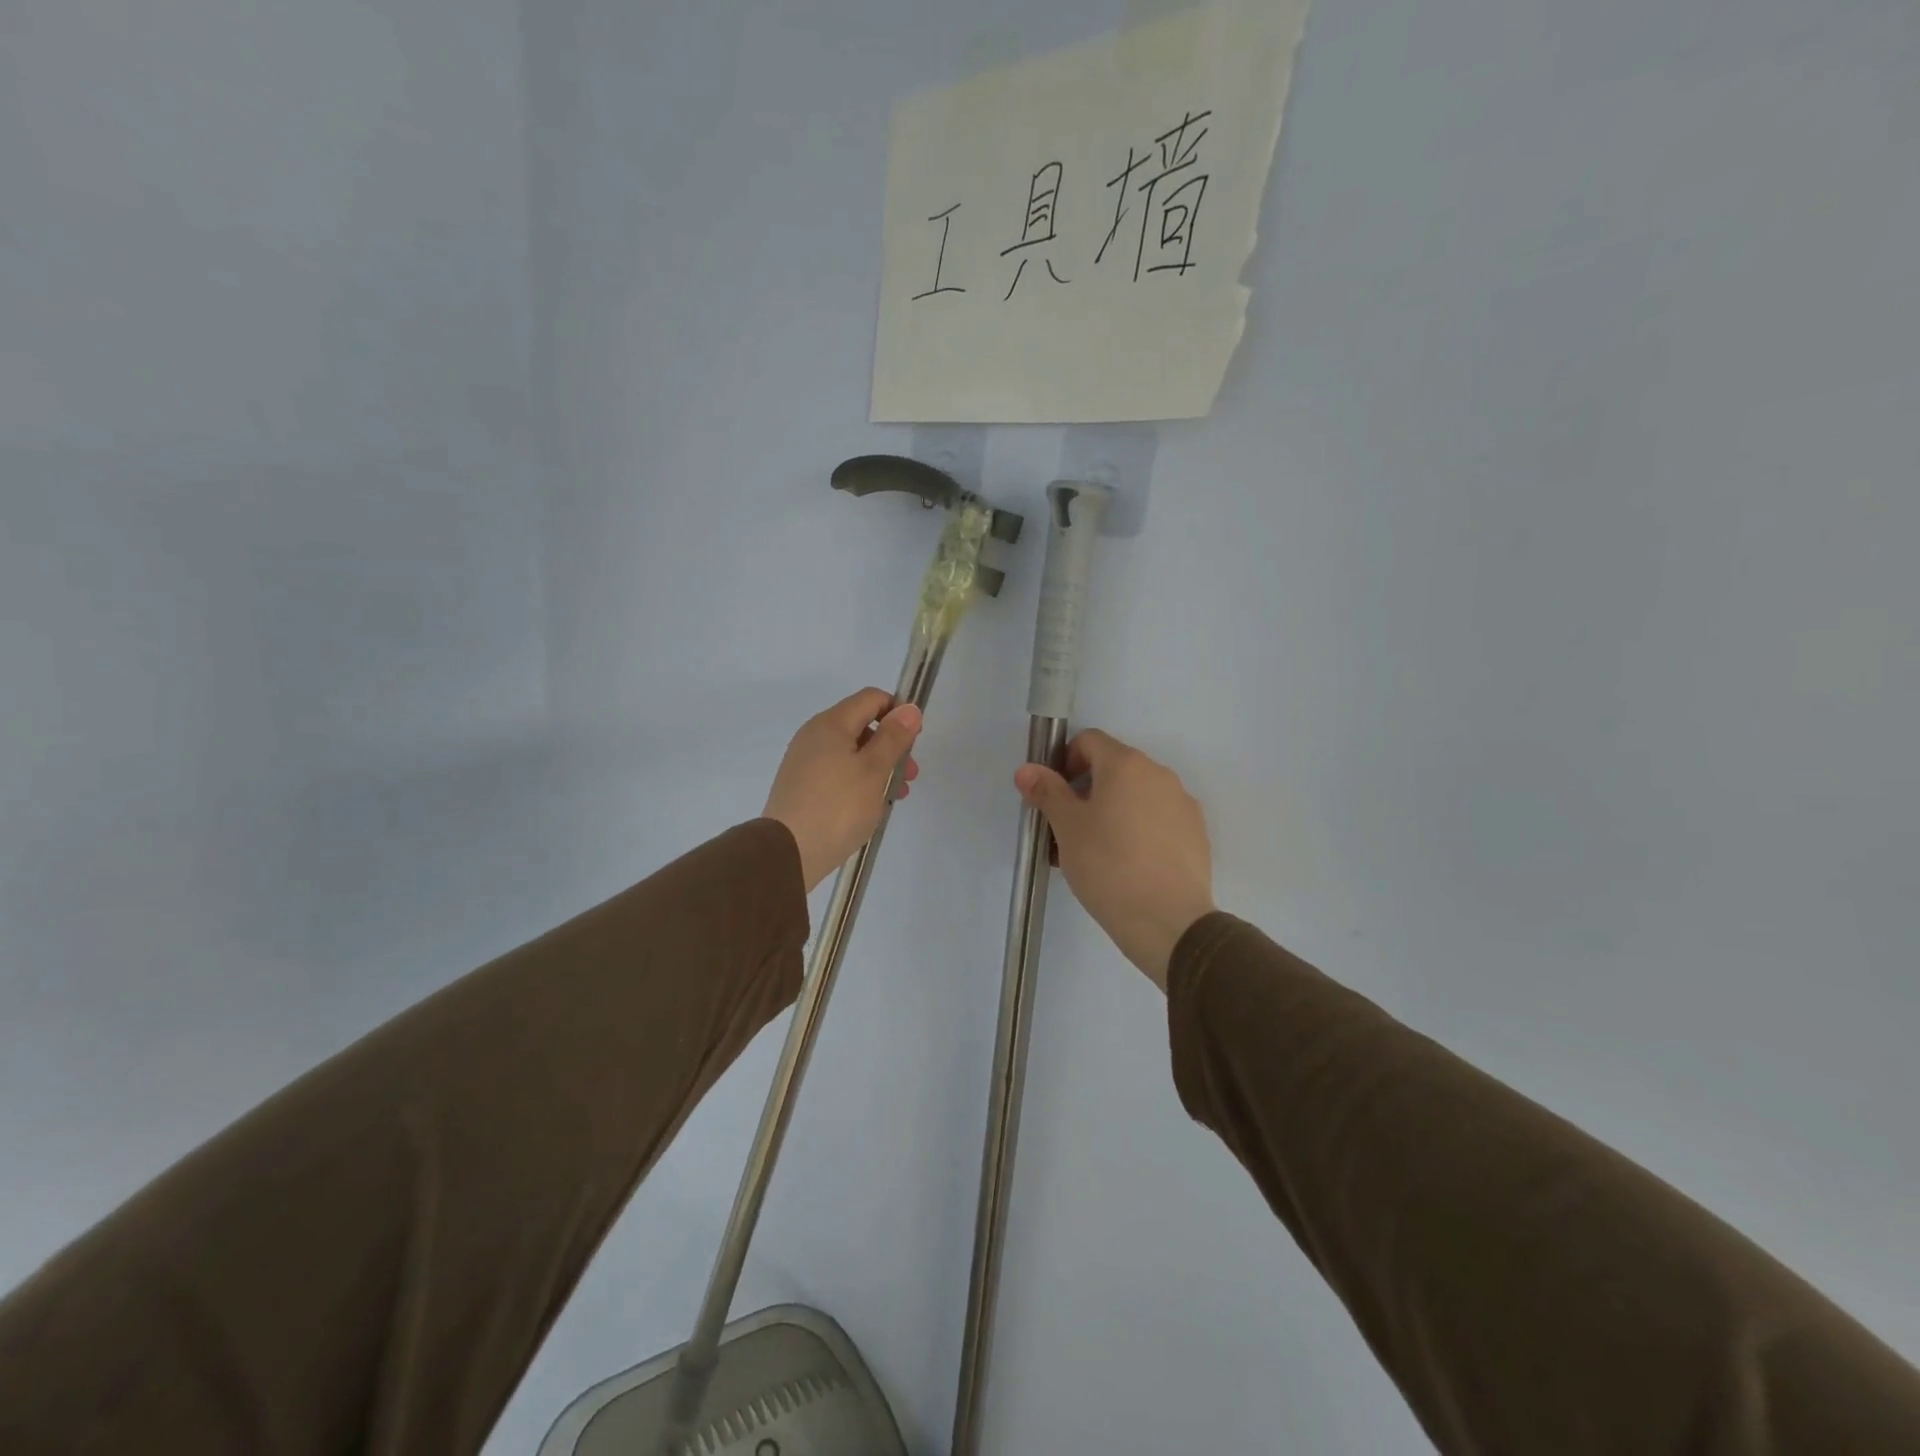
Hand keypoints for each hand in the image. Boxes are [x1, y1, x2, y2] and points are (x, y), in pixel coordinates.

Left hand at [765, 688, 923, 892]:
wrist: (787, 853)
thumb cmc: (838, 806)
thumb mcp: (874, 770)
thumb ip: (894, 737)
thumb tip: (909, 708)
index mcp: (831, 724)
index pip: (871, 698)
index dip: (898, 712)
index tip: (915, 740)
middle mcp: (813, 736)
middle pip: (861, 726)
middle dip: (891, 746)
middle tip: (909, 775)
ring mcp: (804, 762)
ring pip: (850, 753)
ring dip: (878, 768)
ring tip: (895, 797)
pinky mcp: (800, 787)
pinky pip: (837, 773)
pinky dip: (858, 782)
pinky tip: (869, 807)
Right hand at [1015, 730, 1215, 990]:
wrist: (1168, 922)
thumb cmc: (1108, 866)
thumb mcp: (1067, 828)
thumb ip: (1047, 792)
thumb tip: (1027, 770)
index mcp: (1126, 764)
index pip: (1089, 741)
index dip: (1065, 762)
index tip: (1054, 796)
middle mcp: (1160, 774)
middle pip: (1114, 768)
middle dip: (1086, 792)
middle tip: (1068, 830)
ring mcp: (1183, 804)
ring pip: (1136, 796)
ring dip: (1111, 812)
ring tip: (1094, 854)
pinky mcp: (1196, 834)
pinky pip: (1158, 820)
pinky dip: (1138, 830)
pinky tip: (1126, 866)